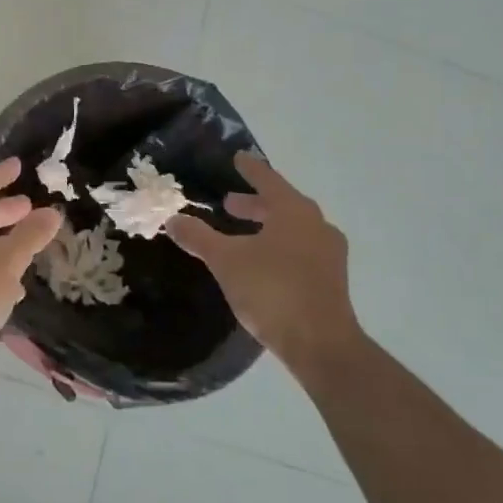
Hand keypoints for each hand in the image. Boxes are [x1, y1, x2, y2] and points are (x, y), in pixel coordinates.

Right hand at [166, 152, 361, 371]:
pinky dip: (278, 246)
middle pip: (281, 204)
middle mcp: (316, 225)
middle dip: (254, 203)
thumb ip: (198, 237)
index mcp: (294, 211)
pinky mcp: (330, 280)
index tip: (238, 158)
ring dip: (266, 226)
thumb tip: (172, 219)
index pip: (268, 180)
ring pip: (292, 228)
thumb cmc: (272, 291)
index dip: (250, 169)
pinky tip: (260, 262)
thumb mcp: (225, 261)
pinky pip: (300, 250)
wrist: (321, 345)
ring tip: (241, 233)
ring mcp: (328, 254)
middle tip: (228, 203)